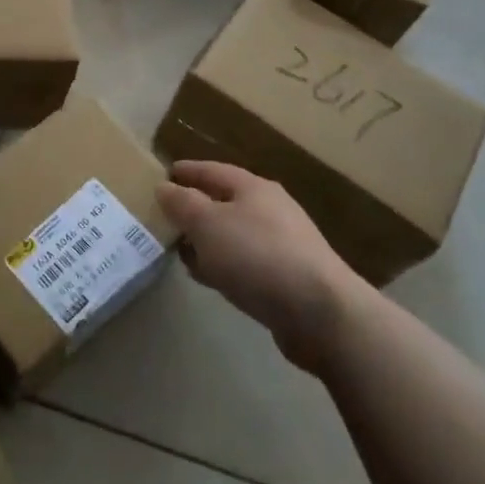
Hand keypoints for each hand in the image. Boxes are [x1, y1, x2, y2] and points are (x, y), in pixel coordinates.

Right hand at [158, 160, 365, 373]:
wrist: (320, 312)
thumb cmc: (258, 256)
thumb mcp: (208, 224)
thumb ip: (182, 204)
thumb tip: (164, 188)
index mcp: (253, 188)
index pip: (213, 170)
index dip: (188, 172)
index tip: (165, 175)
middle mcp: (270, 210)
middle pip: (225, 202)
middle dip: (196, 208)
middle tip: (167, 217)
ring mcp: (283, 244)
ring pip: (234, 235)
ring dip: (208, 241)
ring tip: (181, 251)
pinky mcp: (288, 278)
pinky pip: (245, 263)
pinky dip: (223, 265)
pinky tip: (209, 278)